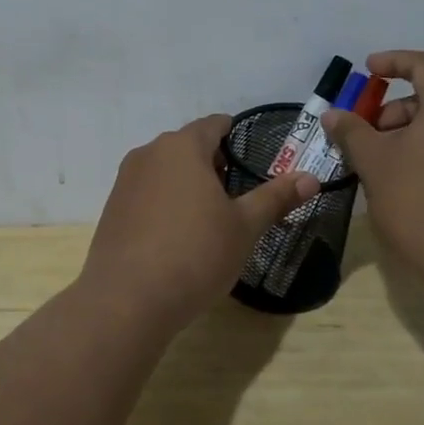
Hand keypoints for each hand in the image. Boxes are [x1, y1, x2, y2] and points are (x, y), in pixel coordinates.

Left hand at [80, 114, 319, 332]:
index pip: (213, 125)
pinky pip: (146, 194)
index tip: (250, 153)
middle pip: (187, 146)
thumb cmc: (195, 254)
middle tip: (236, 192)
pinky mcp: (112, 209)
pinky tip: (177, 235)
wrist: (128, 299)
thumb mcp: (244, 227)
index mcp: (182, 147)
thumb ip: (276, 197)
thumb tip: (311, 178)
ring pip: (164, 170)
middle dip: (212, 162)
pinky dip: (165, 202)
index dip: (234, 134)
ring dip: (187, 183)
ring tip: (209, 216)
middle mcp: (149, 154)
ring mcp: (125, 181)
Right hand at [321, 50, 423, 287]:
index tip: (368, 71)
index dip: (393, 62)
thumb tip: (333, 114)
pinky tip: (403, 186)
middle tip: (364, 138)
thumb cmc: (419, 200)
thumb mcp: (374, 162)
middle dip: (392, 111)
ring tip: (378, 167)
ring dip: (405, 136)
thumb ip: (351, 132)